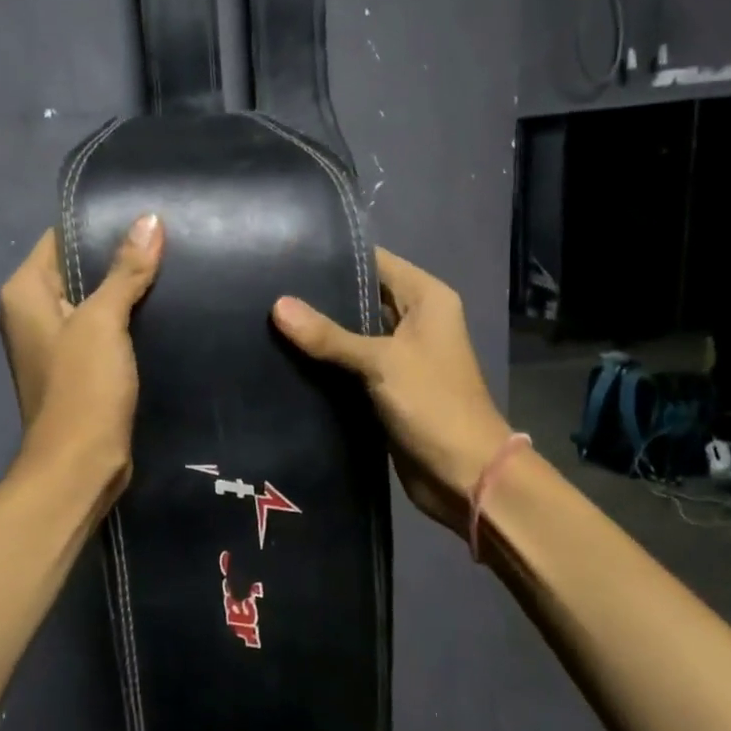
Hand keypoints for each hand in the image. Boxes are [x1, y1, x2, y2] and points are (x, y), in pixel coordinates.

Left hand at [0, 214, 162, 498]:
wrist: (80, 464)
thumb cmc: (83, 387)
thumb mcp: (104, 321)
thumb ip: (125, 270)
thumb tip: (149, 219)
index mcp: (25, 292)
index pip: (61, 238)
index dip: (100, 225)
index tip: (145, 215)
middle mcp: (32, 312)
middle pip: (78, 269)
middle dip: (119, 257)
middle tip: (168, 240)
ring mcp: (55, 342)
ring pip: (94, 300)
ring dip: (126, 289)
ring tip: (172, 267)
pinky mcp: (77, 367)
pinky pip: (102, 329)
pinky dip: (127, 319)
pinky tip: (162, 308)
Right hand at [273, 249, 514, 534]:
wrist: (465, 475)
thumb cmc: (434, 405)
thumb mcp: (381, 362)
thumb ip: (329, 335)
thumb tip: (278, 306)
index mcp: (426, 299)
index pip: (375, 261)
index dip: (335, 257)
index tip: (286, 256)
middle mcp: (415, 320)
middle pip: (361, 297)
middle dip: (319, 297)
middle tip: (266, 290)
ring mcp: (400, 355)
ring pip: (352, 333)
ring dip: (319, 333)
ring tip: (266, 319)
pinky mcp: (386, 386)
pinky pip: (350, 364)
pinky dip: (325, 363)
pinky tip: (285, 357)